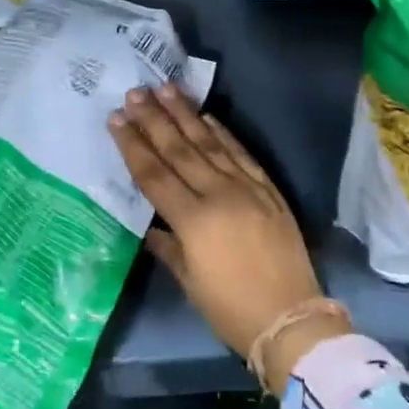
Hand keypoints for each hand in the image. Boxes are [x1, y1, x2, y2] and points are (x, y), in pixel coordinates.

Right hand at [109, 83, 347, 389]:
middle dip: (154, 119)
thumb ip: (168, 247)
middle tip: (135, 92)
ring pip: (210, 142)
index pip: (154, 174)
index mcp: (193, 221)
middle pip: (179, 149)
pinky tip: (208, 116)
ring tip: (166, 88)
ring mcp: (246, 188)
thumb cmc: (231, 310)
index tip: (116, 118)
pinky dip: (224, 132)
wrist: (291, 319)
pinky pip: (241, 153)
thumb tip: (150, 226)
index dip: (133, 145)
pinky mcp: (268, 189)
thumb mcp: (190, 282)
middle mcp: (218, 195)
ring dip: (186, 114)